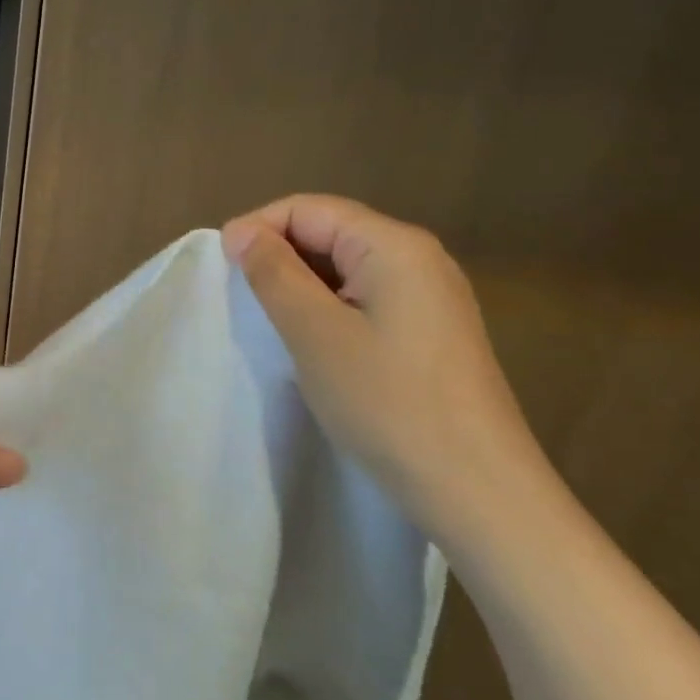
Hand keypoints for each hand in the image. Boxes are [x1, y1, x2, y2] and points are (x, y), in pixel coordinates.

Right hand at [221, 194, 545, 542]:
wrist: (478, 490)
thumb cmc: (388, 403)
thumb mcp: (314, 333)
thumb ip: (274, 273)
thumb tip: (240, 231)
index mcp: (394, 245)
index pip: (309, 208)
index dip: (258, 228)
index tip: (221, 269)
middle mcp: (419, 257)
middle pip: (330, 231)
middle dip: (279, 255)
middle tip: (242, 299)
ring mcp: (431, 295)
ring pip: (346, 267)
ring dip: (301, 284)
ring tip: (271, 321)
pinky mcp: (432, 330)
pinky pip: (366, 296)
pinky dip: (329, 306)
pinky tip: (314, 341)